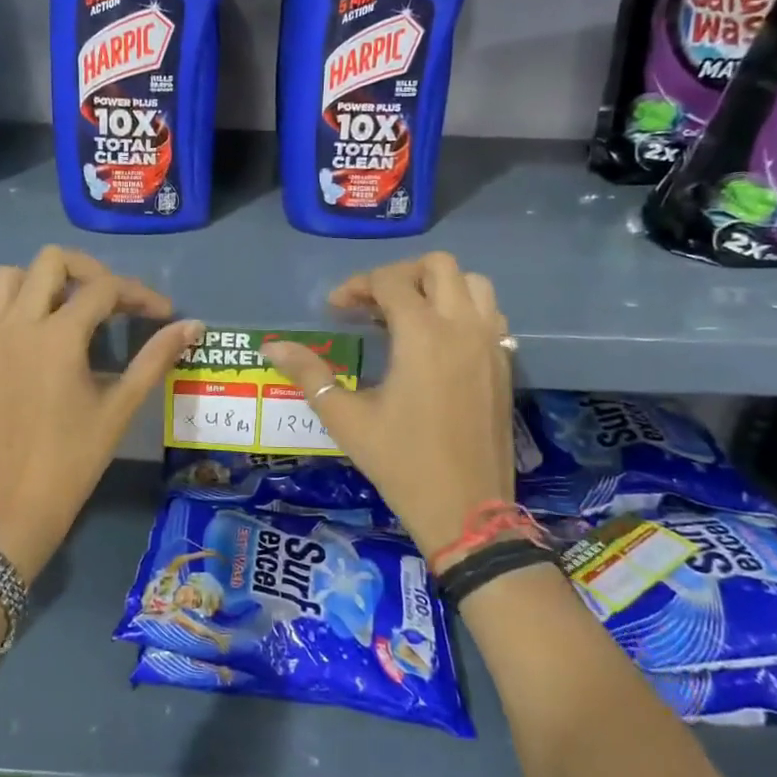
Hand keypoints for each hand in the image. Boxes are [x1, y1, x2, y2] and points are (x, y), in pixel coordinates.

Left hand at [0, 247, 202, 578]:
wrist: (17, 502)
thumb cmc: (75, 457)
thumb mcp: (121, 406)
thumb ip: (156, 358)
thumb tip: (193, 325)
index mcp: (58, 338)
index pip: (104, 289)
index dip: (139, 293)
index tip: (161, 312)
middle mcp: (17, 325)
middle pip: (52, 261)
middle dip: (89, 271)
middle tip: (112, 300)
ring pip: (7, 276)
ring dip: (40, 281)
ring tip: (65, 307)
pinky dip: (7, 305)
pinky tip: (29, 331)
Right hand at [261, 253, 525, 564]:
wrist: (467, 510)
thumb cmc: (401, 462)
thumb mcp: (346, 418)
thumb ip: (309, 374)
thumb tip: (271, 346)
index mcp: (423, 335)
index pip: (389, 281)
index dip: (356, 286)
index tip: (335, 310)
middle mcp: (463, 327)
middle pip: (438, 266)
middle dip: (400, 274)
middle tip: (373, 303)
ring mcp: (491, 343)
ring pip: (473, 283)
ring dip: (438, 286)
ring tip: (408, 313)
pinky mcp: (505, 363)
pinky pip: (490, 313)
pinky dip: (463, 308)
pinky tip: (438, 339)